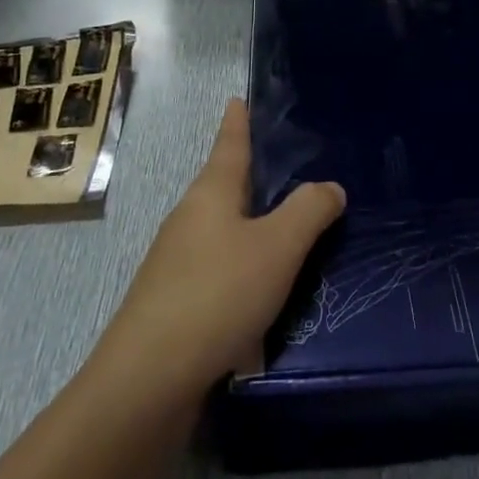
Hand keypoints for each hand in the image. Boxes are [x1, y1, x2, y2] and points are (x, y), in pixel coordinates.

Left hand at [94, 99, 344, 400]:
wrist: (148, 381)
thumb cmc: (218, 294)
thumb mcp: (277, 247)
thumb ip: (309, 211)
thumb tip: (330, 187)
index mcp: (211, 194)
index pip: (229, 144)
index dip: (238, 120)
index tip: (238, 98)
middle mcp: (190, 220)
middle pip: (225, 186)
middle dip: (253, 175)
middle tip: (289, 166)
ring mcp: (178, 263)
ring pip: (224, 231)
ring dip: (253, 226)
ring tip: (291, 230)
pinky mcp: (176, 303)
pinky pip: (221, 271)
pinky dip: (246, 270)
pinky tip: (269, 296)